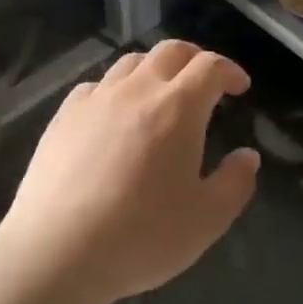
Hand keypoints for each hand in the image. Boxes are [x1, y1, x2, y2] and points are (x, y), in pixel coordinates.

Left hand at [0, 40, 259, 303]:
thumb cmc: (141, 236)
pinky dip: (116, 89)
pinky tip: (114, 115)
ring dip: (155, 69)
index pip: (210, 67)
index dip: (230, 70)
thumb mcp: (207, 219)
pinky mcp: (63, 117)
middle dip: (195, 59)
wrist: (55, 253)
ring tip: (161, 94)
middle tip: (205, 82)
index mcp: (178, 108)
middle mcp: (138, 90)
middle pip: (171, 51)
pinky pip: (96, 85)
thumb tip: (247, 157)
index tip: (240, 88)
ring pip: (131, 62)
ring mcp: (96, 100)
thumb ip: (235, 183)